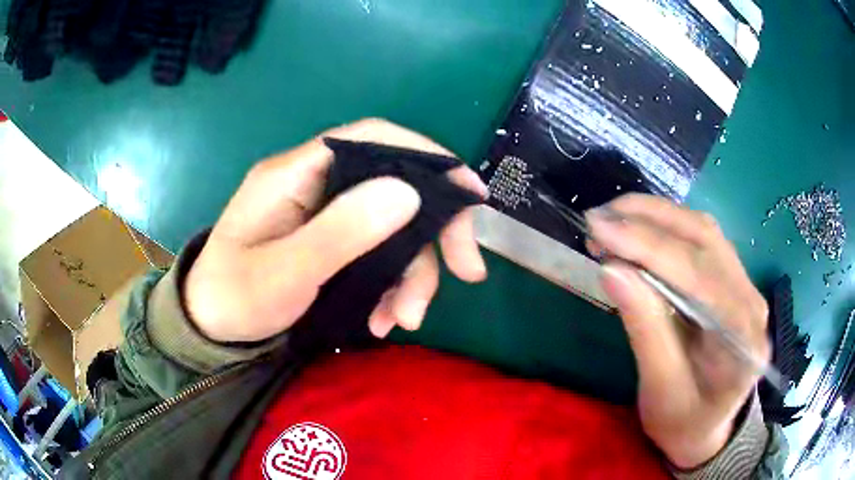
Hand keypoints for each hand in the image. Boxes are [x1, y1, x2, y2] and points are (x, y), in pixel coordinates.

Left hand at [185, 119, 487, 342]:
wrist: (210, 326)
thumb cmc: (235, 297)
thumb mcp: (284, 272)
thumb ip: (340, 232)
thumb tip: (407, 192)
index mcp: (297, 174)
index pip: (372, 138)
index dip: (426, 154)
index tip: (471, 191)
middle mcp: (317, 184)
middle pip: (394, 187)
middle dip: (433, 233)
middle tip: (467, 273)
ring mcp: (325, 215)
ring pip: (392, 228)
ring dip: (411, 275)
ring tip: (404, 320)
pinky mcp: (331, 242)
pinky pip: (377, 253)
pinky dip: (391, 286)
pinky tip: (385, 320)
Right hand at [585, 194, 769, 468]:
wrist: (706, 428)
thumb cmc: (682, 421)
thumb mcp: (660, 390)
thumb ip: (645, 330)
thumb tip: (612, 270)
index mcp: (743, 339)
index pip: (700, 276)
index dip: (649, 247)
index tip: (600, 230)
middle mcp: (751, 301)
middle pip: (704, 240)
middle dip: (648, 221)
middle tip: (598, 219)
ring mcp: (745, 286)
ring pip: (702, 232)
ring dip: (655, 217)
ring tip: (611, 220)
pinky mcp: (731, 280)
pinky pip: (700, 241)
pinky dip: (664, 229)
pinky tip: (636, 232)